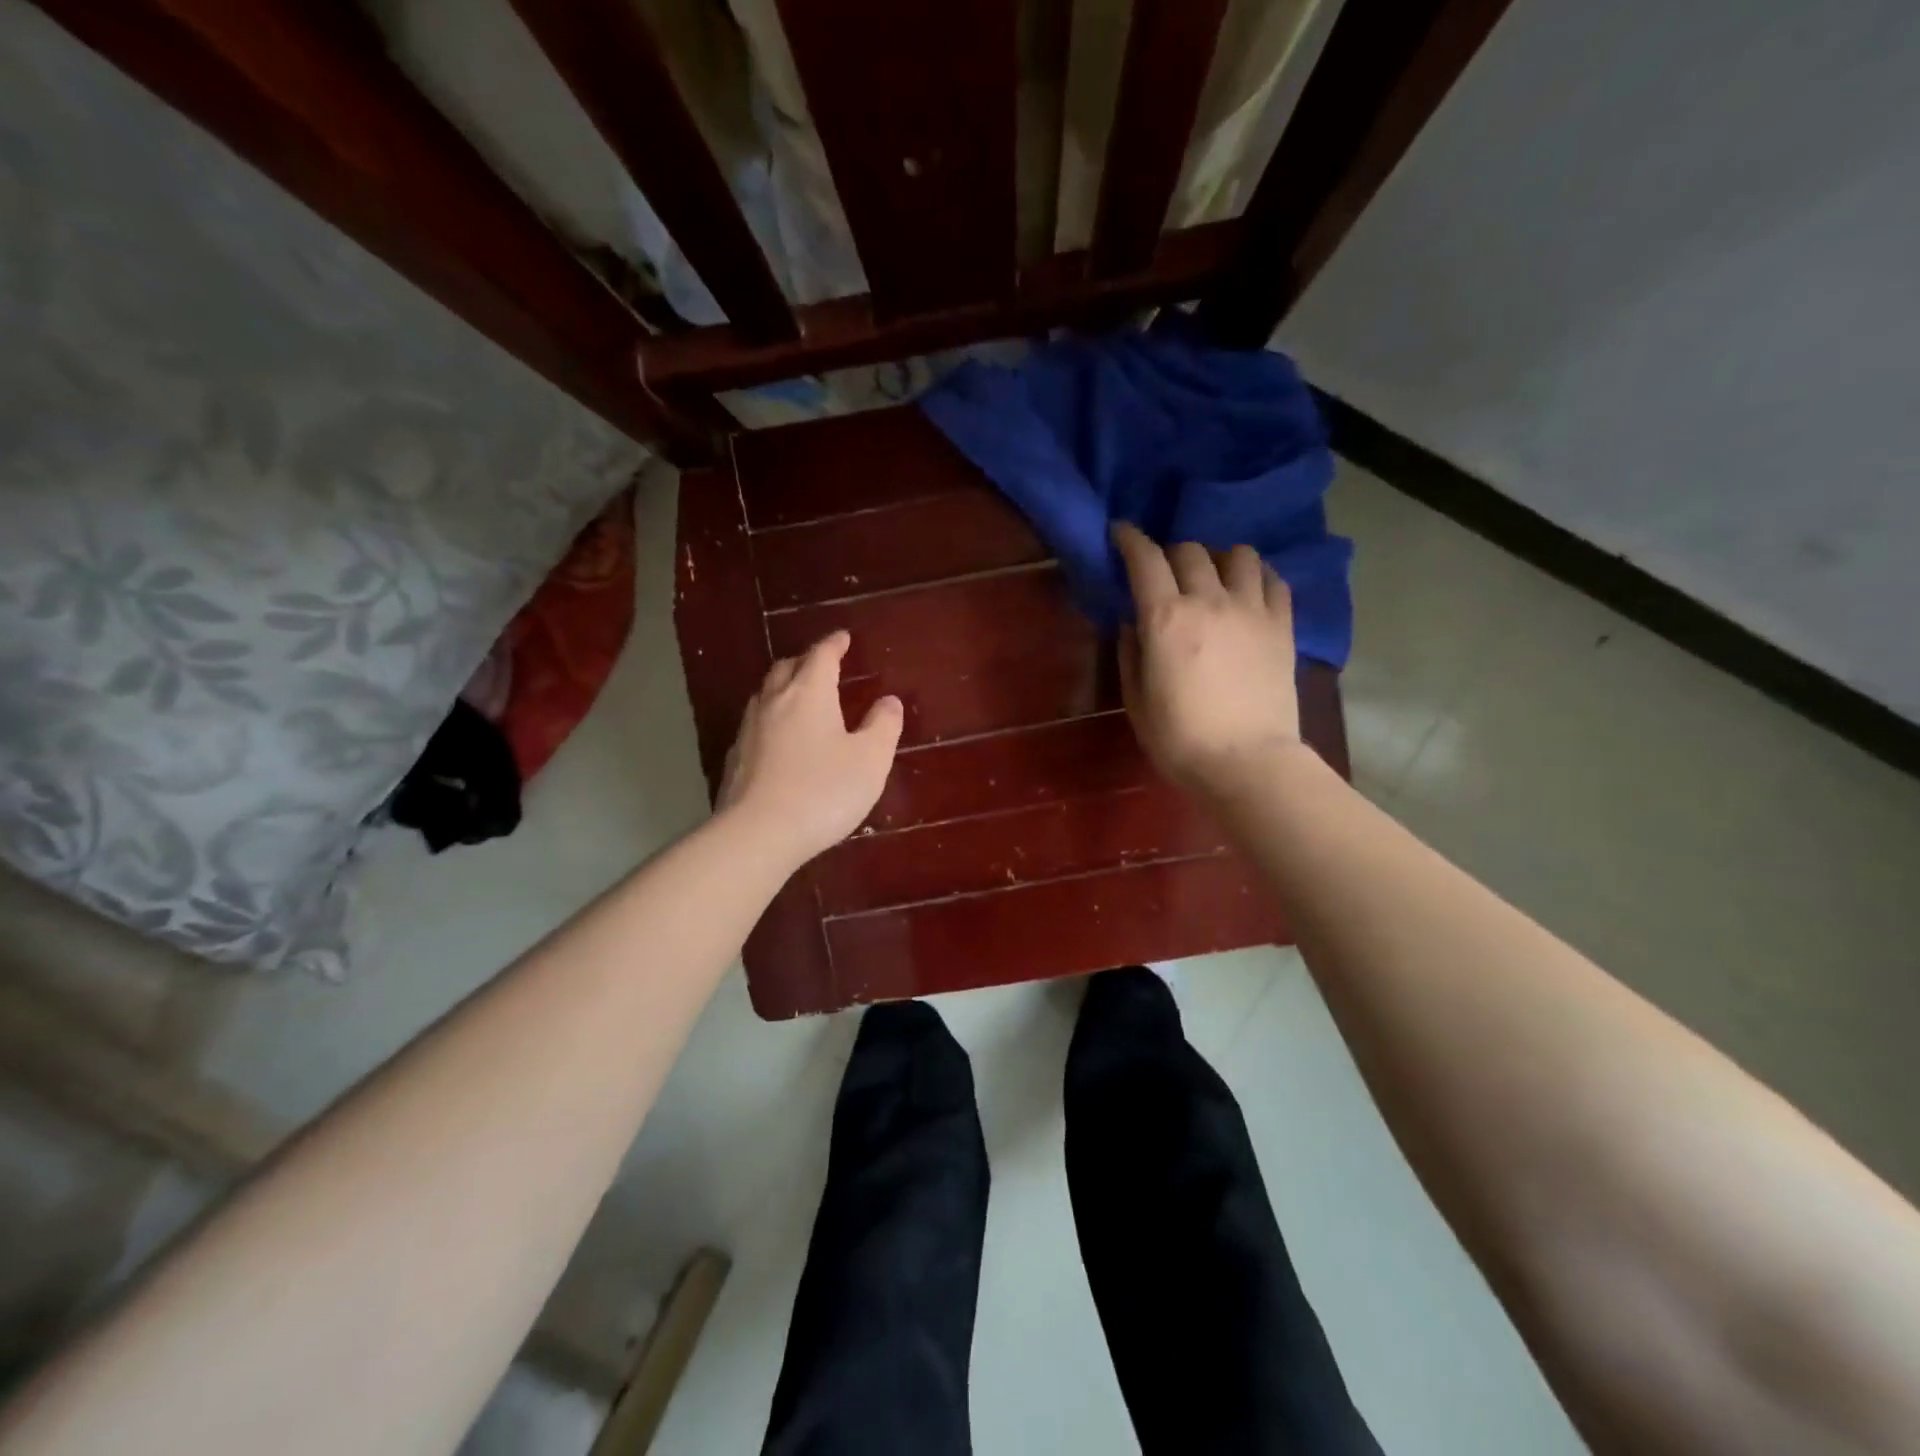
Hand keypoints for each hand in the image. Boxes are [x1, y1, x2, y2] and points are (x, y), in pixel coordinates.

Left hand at [718, 630, 903, 865]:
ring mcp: (749, 730)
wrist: (758, 833)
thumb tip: (888, 701)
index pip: (821, 655)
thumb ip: (883, 726)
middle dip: (805, 661)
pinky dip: (771, 719)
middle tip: (821, 665)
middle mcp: (774, 702)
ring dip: (784, 687)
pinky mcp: (736, 759)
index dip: (834, 644)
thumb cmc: (823, 791)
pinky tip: (778, 739)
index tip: (843, 638)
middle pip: (787, 668)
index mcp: (809, 693)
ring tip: (799, 696)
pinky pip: (755, 725)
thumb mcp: (870, 760)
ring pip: (766, 694)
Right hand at [1112, 523, 1300, 794]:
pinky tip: (1248, 591)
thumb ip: (1130, 653)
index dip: (1129, 539)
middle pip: (1190, 551)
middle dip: (1170, 553)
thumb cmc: (1180, 740)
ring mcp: (1252, 610)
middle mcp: (1209, 601)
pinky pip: (1274, 580)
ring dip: (1219, 558)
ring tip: (1213, 577)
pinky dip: (1257, 576)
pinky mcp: (1282, 625)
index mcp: (1166, 618)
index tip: (1120, 533)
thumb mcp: (1136, 701)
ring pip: (1238, 554)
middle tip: (1164, 573)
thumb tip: (1132, 622)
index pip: (1145, 559)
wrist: (1248, 763)